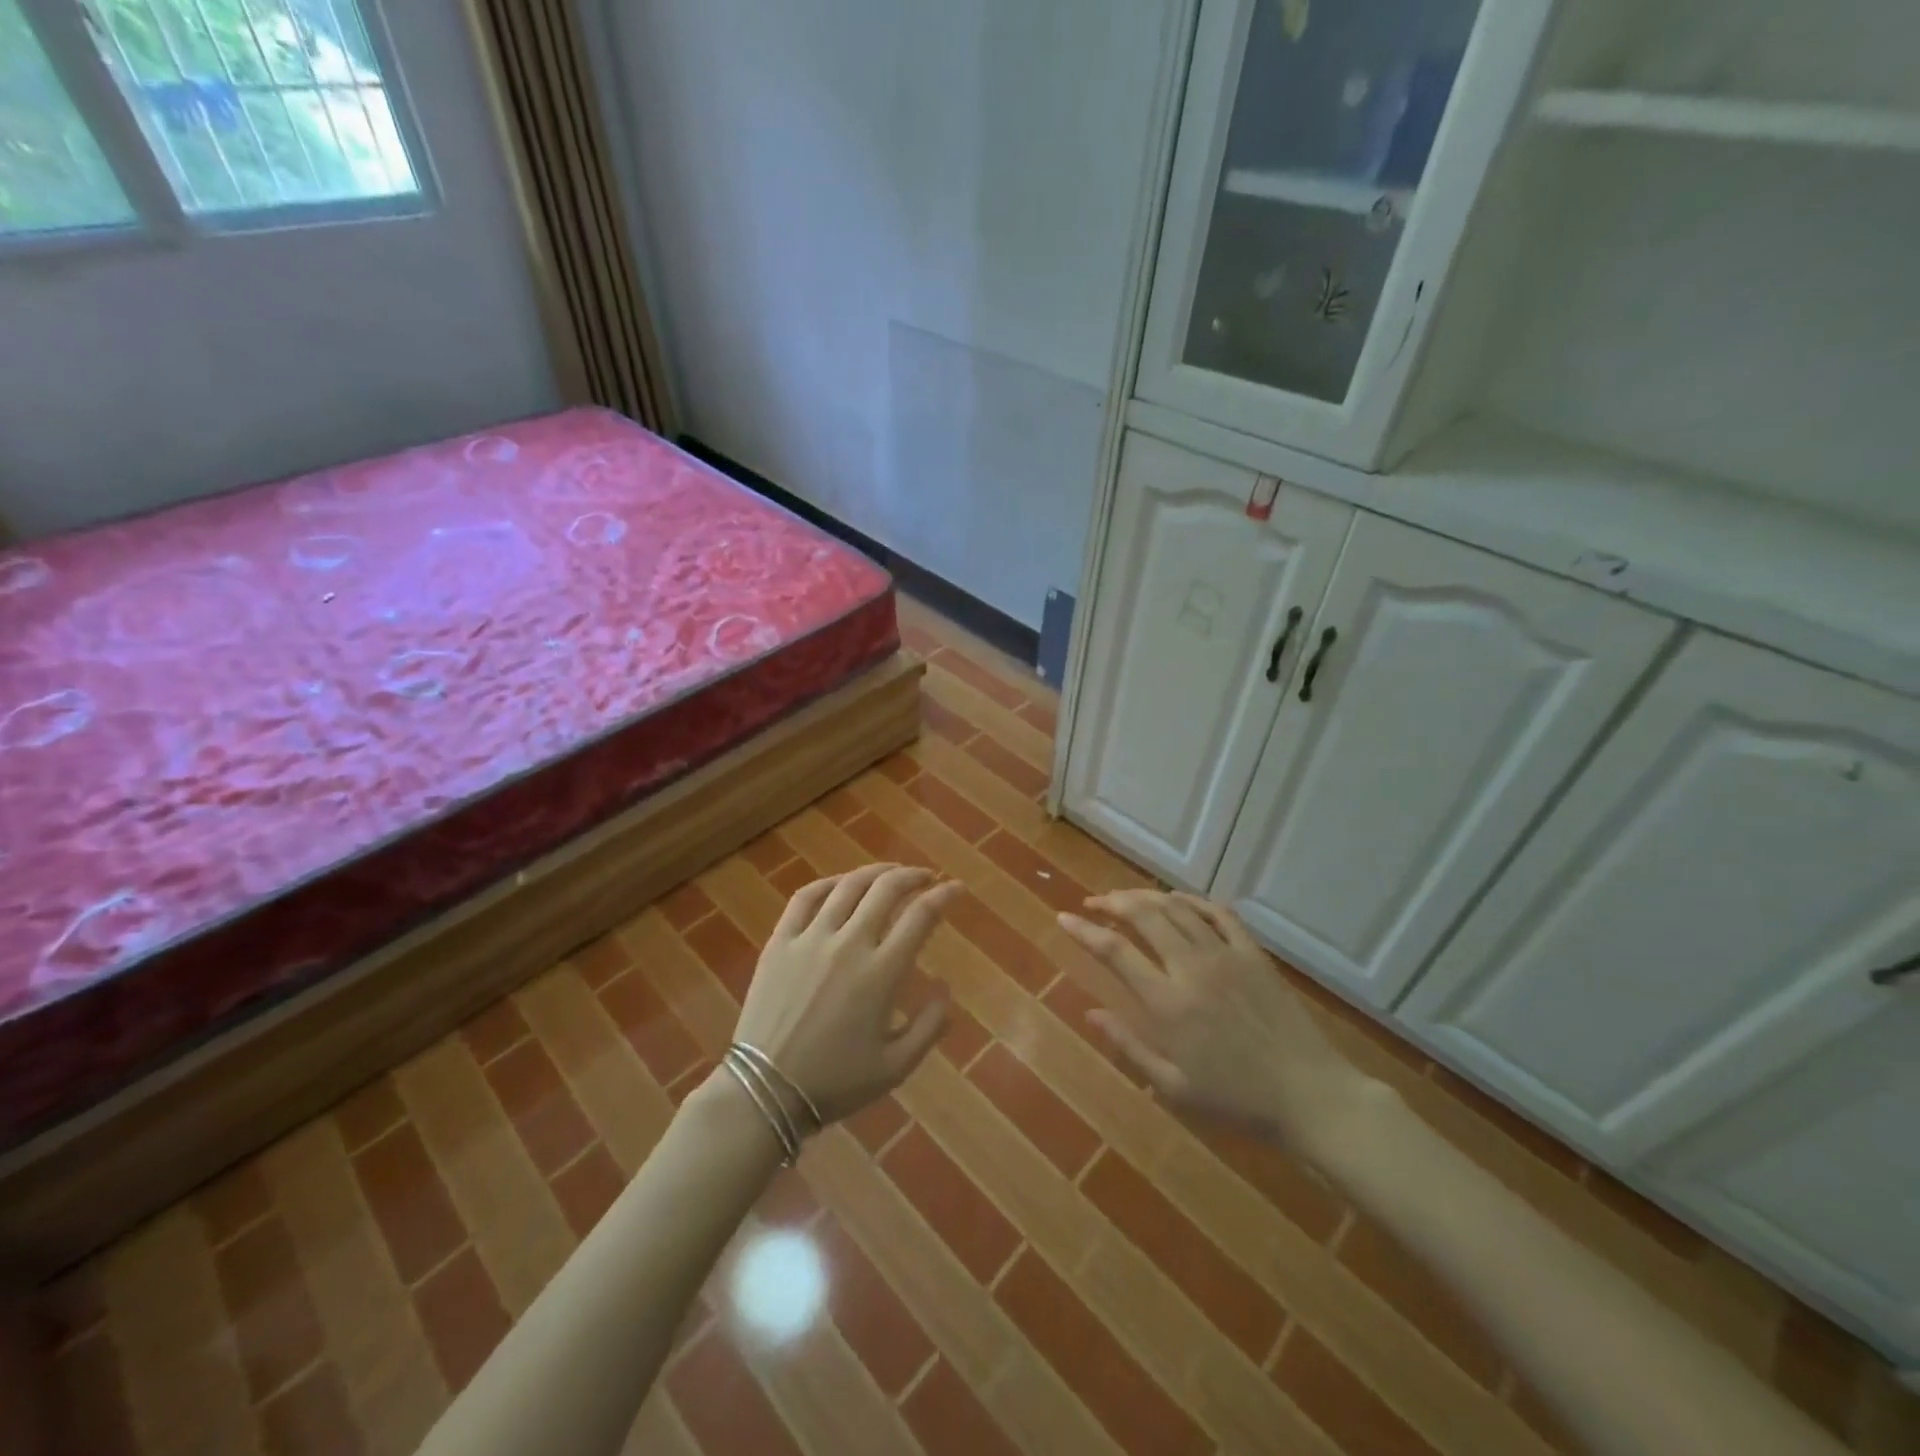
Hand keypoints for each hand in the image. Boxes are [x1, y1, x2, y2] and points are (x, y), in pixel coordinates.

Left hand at [734, 863, 962, 1123]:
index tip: (957, 888)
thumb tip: (946, 989)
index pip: (921, 916)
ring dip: (876, 872)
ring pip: (848, 886)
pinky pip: (805, 898)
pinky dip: (828, 883)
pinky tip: (840, 884)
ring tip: (890, 873)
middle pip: (886, 889)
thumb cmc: (835, 1083)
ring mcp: (811, 938)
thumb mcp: (895, 1067)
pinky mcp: (780, 942)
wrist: (765, 1092)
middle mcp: (849, 944)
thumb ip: (929, 1027)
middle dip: (913, 875)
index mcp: (881, 973)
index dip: (944, 895)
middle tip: (926, 877)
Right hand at [1058, 890, 1377, 1162]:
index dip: (1084, 932)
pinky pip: (1218, 913)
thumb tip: (1090, 1013)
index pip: (1115, 952)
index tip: (1064, 919)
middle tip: (1093, 904)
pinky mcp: (1253, 954)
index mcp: (1168, 1004)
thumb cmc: (1237, 1101)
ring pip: (1177, 908)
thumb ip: (1129, 1046)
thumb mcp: (1174, 1088)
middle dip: (1112, 902)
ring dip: (1145, 896)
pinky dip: (1191, 900)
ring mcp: (1226, 955)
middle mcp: (1191, 968)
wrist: (1310, 1096)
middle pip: (1143, 915)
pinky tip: (1177, 900)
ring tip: (1126, 899)